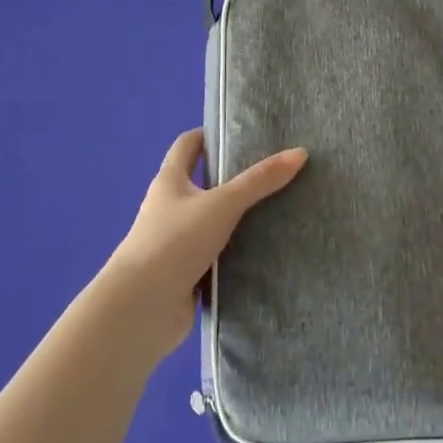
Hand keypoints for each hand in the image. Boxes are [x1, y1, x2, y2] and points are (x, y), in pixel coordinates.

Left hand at [106, 128, 307, 359]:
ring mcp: (175, 244)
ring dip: (236, 219)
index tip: (239, 133)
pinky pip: (216, 257)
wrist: (143, 309)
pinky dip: (235, 254)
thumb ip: (260, 180)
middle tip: (271, 172)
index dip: (208, 135)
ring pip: (211, 223)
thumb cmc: (175, 242)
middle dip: (231, 178)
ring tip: (277, 210)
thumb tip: (299, 152)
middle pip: (201, 184)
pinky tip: (264, 252)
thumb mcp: (222, 204)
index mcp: (169, 182)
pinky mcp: (185, 275)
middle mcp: (168, 209)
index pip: (187, 146)